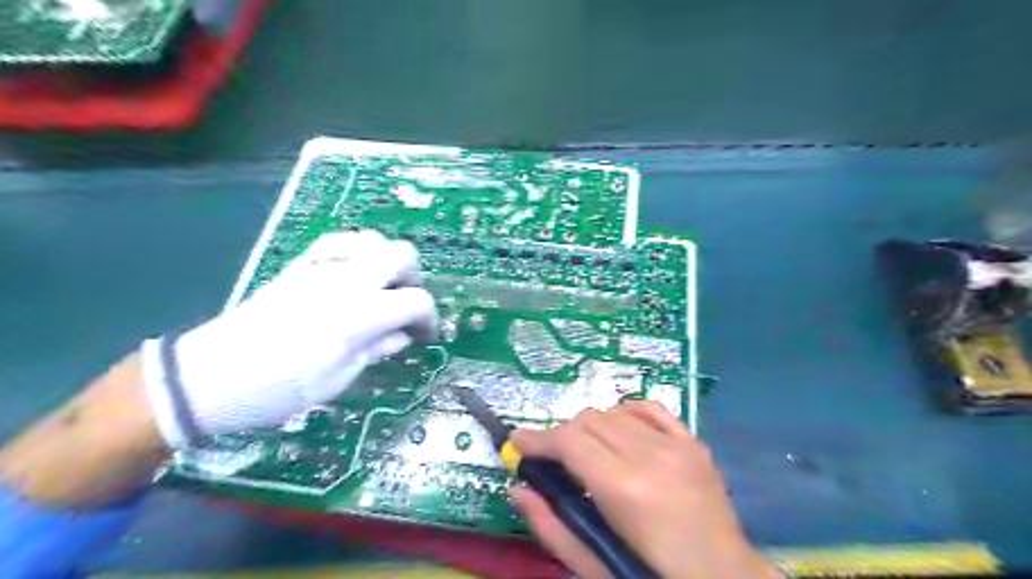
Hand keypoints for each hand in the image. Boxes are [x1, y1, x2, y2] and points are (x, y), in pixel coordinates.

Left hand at [140, 232, 438, 447]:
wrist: (208, 377)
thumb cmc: (278, 390)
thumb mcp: (337, 380)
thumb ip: (375, 350)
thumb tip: (401, 336)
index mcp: (360, 314)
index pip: (416, 300)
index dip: (429, 318)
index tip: (424, 336)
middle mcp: (346, 281)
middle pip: (402, 254)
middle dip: (414, 279)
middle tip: (405, 306)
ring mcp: (320, 268)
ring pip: (372, 240)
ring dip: (387, 261)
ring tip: (381, 289)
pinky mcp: (298, 266)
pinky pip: (338, 242)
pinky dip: (356, 252)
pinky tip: (352, 273)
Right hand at [512, 399, 777, 578]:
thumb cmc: (653, 577)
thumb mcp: (596, 566)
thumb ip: (553, 527)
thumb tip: (518, 489)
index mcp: (625, 489)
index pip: (570, 442)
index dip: (538, 439)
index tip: (517, 441)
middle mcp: (651, 456)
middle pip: (589, 421)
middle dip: (562, 435)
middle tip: (551, 457)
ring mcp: (677, 445)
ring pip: (614, 412)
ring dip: (591, 426)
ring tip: (585, 450)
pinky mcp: (693, 443)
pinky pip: (650, 409)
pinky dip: (626, 412)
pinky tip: (619, 429)